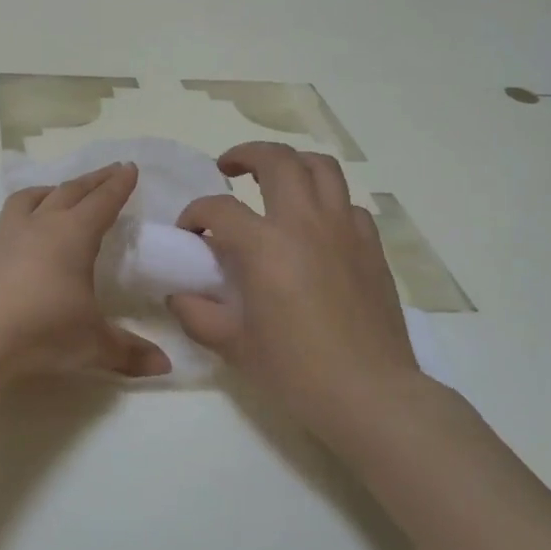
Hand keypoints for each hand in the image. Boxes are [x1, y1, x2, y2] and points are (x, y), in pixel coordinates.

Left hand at [0, 162, 171, 379]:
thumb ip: (129, 352)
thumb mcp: (93, 345)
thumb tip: (165, 366)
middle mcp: (39, 227)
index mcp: (74, 236)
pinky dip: (2, 236)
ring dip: (44, 192)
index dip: (118, 185)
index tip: (129, 167)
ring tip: (53, 193)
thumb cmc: (43, 330)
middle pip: (68, 192)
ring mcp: (2, 238)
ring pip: (25, 201)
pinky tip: (3, 246)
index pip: (103, 202)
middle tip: (108, 170)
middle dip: (92, 180)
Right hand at [169, 142, 435, 449]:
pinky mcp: (371, 246)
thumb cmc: (295, 372)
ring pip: (321, 167)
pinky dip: (326, 202)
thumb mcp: (233, 346)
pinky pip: (347, 204)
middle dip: (246, 154)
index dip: (195, 214)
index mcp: (266, 246)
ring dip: (292, 163)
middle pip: (277, 160)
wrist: (370, 395)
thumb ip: (198, 314)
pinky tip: (314, 226)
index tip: (189, 232)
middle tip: (228, 168)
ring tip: (274, 179)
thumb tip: (179, 295)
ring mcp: (345, 230)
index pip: (219, 210)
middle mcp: (306, 223)